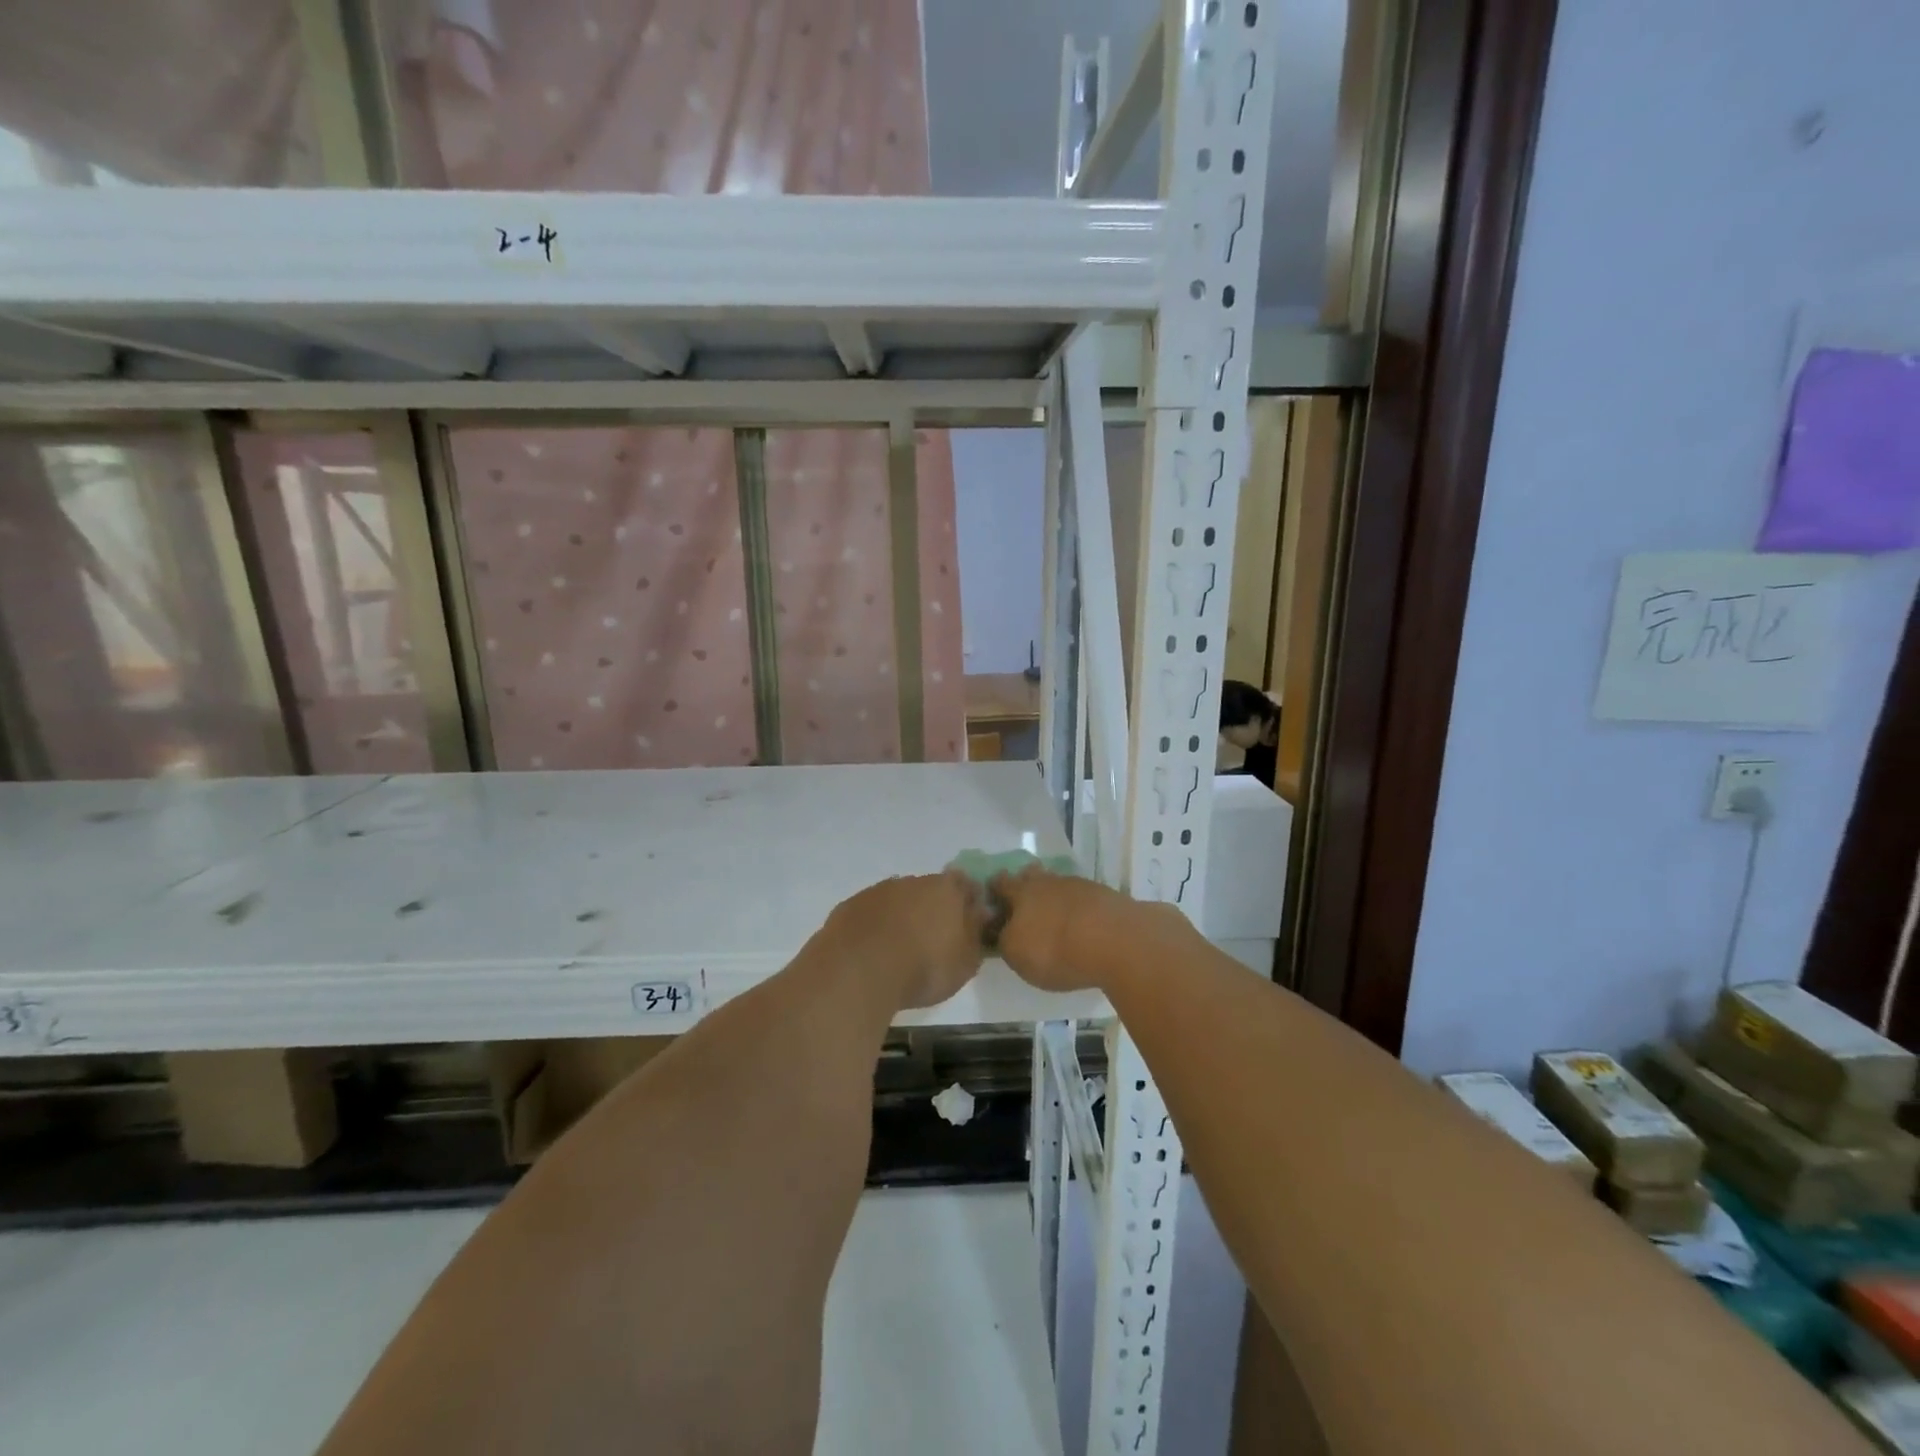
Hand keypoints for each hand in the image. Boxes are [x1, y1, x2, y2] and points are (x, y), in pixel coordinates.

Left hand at [822, 873, 988, 1010]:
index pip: (965, 884)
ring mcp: (878, 891)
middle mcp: (912, 882)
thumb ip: (975, 934)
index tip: (967, 922)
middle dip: (932, 908)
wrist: (860, 970)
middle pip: (928, 890)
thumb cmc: (924, 967)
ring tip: (901, 950)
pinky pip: (870, 914)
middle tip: (933, 940)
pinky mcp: (850, 906)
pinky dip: (875, 927)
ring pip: (897, 900)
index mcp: (946, 889)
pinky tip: (873, 951)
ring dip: (901, 917)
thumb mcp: (965, 962)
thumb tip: (979, 914)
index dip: (967, 901)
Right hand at [990, 868, 1186, 993]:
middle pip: (1033, 877)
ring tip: (1056, 919)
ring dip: (1056, 899)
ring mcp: (1082, 886)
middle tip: (1025, 905)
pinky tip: (1083, 926)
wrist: (1117, 941)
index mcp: (1022, 891)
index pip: (1001, 883)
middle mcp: (1050, 881)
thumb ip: (1005, 940)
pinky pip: (1086, 901)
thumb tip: (1003, 931)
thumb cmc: (1055, 949)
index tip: (992, 900)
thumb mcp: (1016, 954)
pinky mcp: (1108, 898)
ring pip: (1061, 887)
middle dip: (1027, 887)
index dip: (994, 890)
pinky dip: (1080, 911)